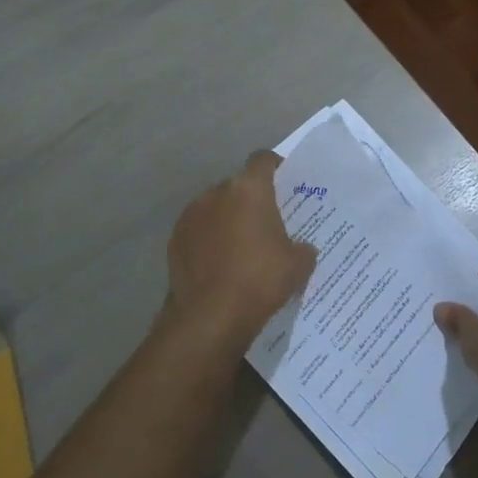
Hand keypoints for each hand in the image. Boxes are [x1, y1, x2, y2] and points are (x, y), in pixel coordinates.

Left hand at [162, 152, 317, 359]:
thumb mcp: (298, 266)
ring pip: (215, 208)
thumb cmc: (259, 280)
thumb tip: (302, 248)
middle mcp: (216, 193)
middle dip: (250, 200)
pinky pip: (198, 231)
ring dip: (227, 219)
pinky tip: (218, 264)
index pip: (263, 160)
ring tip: (240, 247)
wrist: (209, 316)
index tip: (284, 182)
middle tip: (265, 224)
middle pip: (237, 186)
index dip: (275, 167)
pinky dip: (208, 240)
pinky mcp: (175, 239)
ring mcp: (191, 215)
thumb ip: (303, 248)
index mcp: (249, 190)